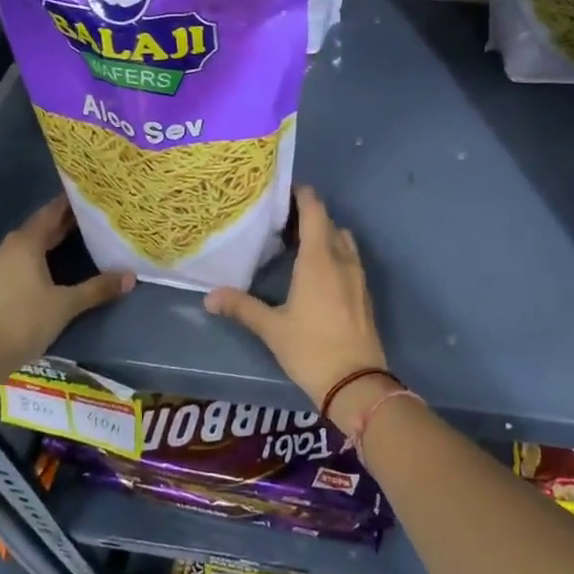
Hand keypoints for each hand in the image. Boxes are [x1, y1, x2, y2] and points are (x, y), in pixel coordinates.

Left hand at [0, 196, 132, 367]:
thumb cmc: (23, 320)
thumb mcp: (66, 304)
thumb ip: (98, 288)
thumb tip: (131, 276)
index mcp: (25, 242)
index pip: (52, 212)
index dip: (71, 203)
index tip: (91, 196)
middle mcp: (7, 247)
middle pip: (39, 228)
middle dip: (63, 224)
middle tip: (91, 218)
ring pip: (26, 246)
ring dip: (47, 242)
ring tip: (72, 242)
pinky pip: (16, 263)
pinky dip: (34, 260)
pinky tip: (45, 270)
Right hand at [204, 186, 388, 429]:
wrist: (357, 382)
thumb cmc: (312, 350)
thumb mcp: (272, 329)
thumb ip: (242, 308)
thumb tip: (209, 297)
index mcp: (319, 259)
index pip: (315, 211)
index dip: (302, 195)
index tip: (283, 191)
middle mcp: (342, 259)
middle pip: (329, 223)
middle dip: (309, 215)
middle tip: (281, 220)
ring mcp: (358, 276)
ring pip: (343, 240)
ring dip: (324, 234)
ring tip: (299, 244)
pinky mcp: (365, 292)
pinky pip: (350, 259)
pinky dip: (335, 253)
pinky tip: (317, 272)